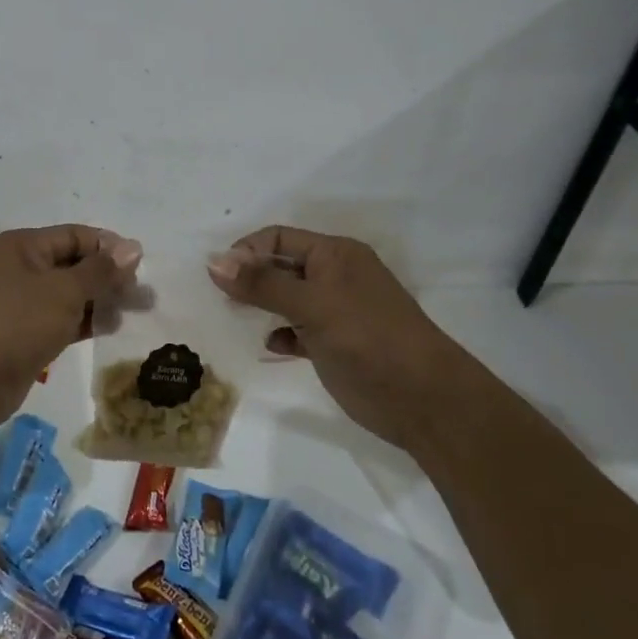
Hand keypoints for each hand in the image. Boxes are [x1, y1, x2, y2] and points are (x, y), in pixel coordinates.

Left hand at [0, 226, 142, 426]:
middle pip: (74, 264)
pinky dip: (87, 321)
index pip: (75, 235)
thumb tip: (133, 248)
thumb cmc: (18, 322)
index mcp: (24, 246)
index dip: (108, 247)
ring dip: (102, 300)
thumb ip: (101, 270)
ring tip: (136, 312)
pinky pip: (64, 319)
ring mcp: (24, 302)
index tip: (141, 265)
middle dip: (109, 276)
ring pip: (71, 294)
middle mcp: (23, 268)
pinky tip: (113, 327)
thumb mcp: (65, 290)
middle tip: (144, 294)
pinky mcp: (27, 333)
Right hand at [207, 225, 469, 451]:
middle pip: (280, 266)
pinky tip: (271, 346)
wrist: (423, 400)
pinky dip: (280, 334)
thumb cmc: (368, 338)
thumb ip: (262, 284)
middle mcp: (334, 276)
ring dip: (262, 306)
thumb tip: (214, 262)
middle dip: (250, 278)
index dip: (247, 251)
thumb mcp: (312, 305)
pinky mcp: (333, 343)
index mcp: (335, 254)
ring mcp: (335, 311)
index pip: (278, 238)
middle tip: (222, 298)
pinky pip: (296, 329)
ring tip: (238, 319)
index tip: (219, 276)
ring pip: (286, 299)